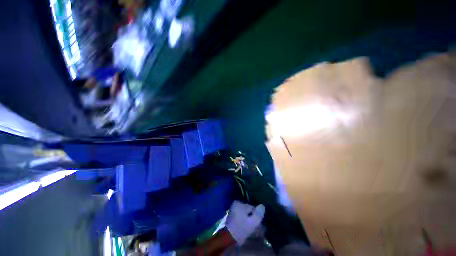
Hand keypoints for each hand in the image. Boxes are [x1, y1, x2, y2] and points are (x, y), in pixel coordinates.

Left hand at [226, 201, 265, 244]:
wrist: (228, 238)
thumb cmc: (241, 229)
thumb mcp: (252, 222)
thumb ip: (258, 214)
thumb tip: (262, 206)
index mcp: (239, 203)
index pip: (252, 208)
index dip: (257, 216)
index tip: (258, 224)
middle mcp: (236, 205)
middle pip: (248, 211)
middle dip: (253, 218)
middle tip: (257, 227)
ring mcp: (233, 210)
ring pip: (245, 215)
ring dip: (249, 221)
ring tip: (252, 229)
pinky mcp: (232, 217)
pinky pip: (241, 217)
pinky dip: (244, 222)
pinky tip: (247, 229)